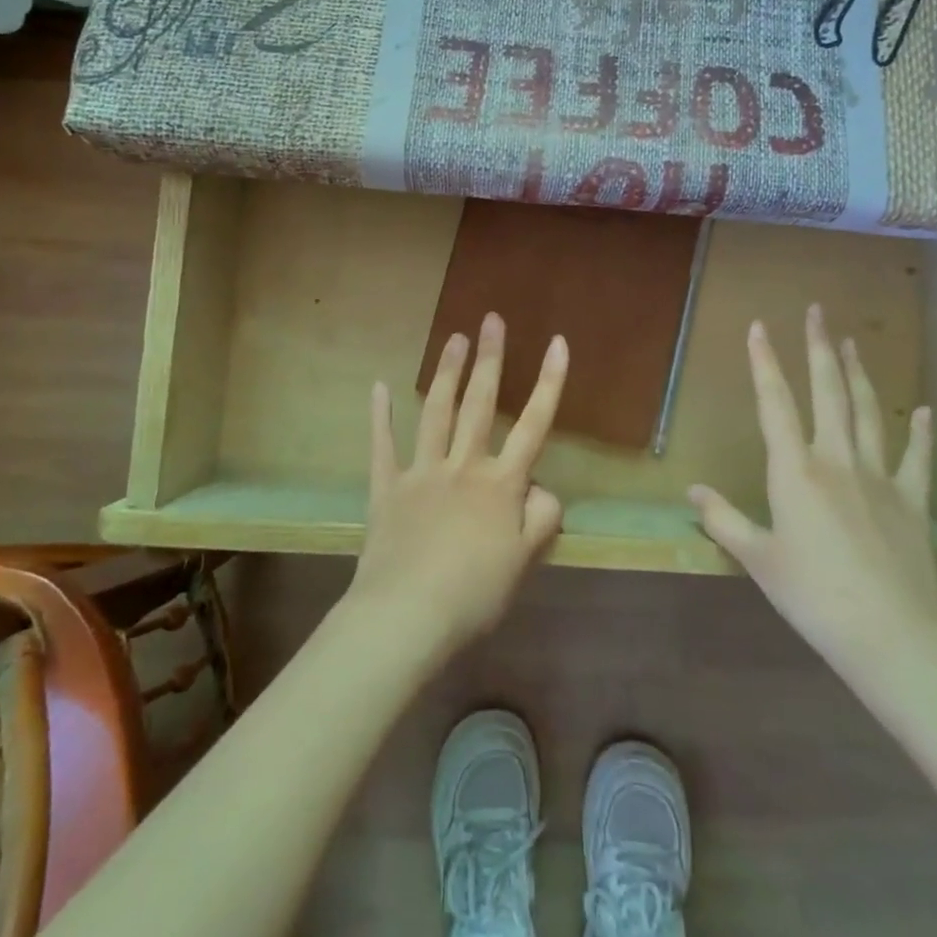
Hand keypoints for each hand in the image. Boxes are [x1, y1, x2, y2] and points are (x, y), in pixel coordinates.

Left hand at [345, 313, 566, 658]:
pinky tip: (378, 387)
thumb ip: (540, 518)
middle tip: (492, 319)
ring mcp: (422, 473)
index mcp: (501, 485)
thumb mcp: (524, 562)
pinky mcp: (387, 489)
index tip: (557, 342)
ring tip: (454, 339)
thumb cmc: (473, 594)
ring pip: (437, 414)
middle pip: (480, 405)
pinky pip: (383, 446)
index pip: (534, 424)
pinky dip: (380, 417)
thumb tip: (541, 488)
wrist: (406, 616)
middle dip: (490, 360)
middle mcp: (463, 467)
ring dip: (447, 374)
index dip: (549, 382)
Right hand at [689, 306, 936, 679]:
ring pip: (867, 412)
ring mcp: (880, 478)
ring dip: (857, 374)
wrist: (891, 636)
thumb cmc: (813, 596)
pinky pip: (917, 459)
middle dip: (818, 348)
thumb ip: (723, 520)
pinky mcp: (912, 502)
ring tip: (851, 342)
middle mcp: (837, 460)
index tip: (759, 326)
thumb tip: (691, 492)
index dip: (764, 362)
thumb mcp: (757, 559)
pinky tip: (923, 411)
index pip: (775, 403)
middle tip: (816, 312)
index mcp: (795, 471)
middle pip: (827, 392)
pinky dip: (920, 433)